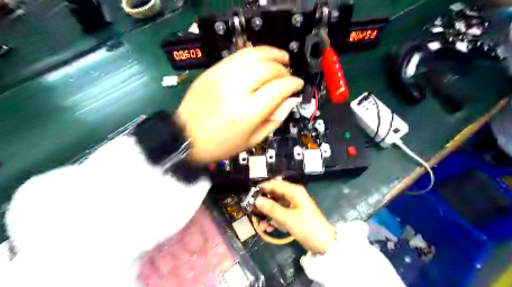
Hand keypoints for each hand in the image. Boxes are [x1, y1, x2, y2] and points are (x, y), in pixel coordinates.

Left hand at [176, 46, 302, 163]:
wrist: (185, 137)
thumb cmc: (221, 144)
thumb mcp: (252, 140)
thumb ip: (275, 119)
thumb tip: (291, 100)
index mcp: (247, 112)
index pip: (278, 88)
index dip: (292, 83)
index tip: (298, 84)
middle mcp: (235, 89)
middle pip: (267, 68)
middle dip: (283, 70)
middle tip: (288, 76)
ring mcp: (221, 76)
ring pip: (253, 55)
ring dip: (271, 54)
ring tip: (282, 58)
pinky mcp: (212, 71)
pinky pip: (237, 55)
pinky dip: (254, 54)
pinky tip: (261, 59)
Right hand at [255, 180, 336, 253]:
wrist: (324, 244)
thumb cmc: (307, 228)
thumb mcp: (288, 218)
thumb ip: (272, 208)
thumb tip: (257, 200)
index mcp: (294, 191)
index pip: (275, 184)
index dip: (263, 188)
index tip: (250, 196)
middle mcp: (294, 195)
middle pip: (275, 194)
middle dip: (264, 202)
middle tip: (253, 211)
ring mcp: (294, 204)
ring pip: (276, 204)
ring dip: (268, 213)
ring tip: (261, 224)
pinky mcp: (294, 214)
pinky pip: (281, 213)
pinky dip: (274, 219)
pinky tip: (268, 228)